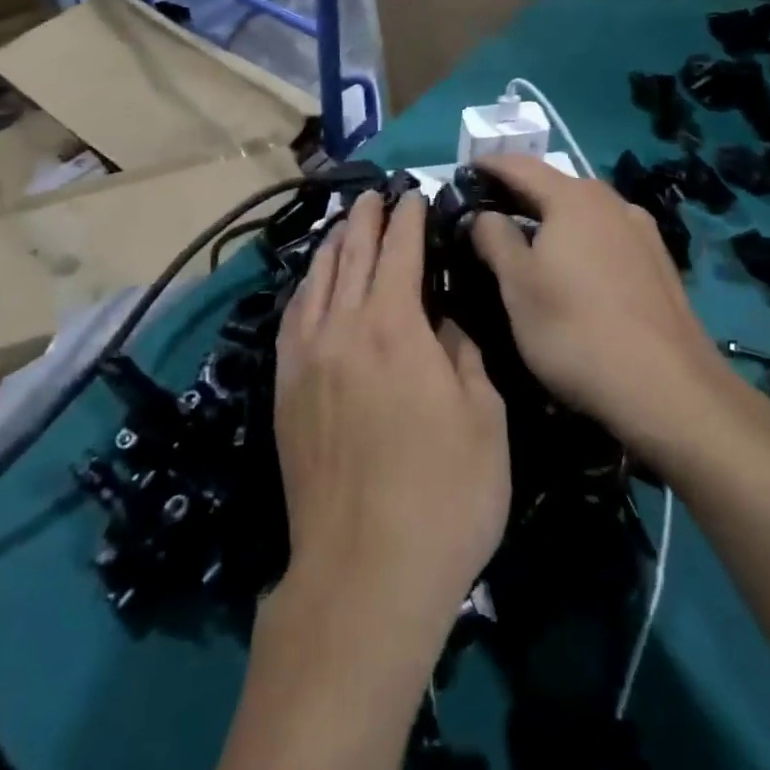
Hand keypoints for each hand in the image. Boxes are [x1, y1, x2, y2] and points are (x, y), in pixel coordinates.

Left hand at [273, 191, 508, 645]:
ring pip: (317, 281)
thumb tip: (445, 320)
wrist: (363, 574)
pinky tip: (311, 285)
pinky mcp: (286, 390)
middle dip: (367, 220)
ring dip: (334, 246)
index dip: (408, 220)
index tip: (413, 195)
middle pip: (352, 256)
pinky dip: (306, 289)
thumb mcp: (484, 420)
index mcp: (396, 328)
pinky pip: (293, 319)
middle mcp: (344, 328)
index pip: (400, 252)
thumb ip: (464, 354)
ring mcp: (307, 359)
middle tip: (376, 194)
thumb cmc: (443, 497)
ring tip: (346, 226)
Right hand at [471, 156, 769, 469]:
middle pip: (556, 186)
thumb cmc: (576, 329)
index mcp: (573, 198)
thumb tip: (484, 215)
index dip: (488, 166)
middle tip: (488, 213)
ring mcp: (642, 233)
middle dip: (520, 194)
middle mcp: (612, 203)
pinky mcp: (660, 265)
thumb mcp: (518, 285)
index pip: (520, 165)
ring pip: (585, 214)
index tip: (463, 173)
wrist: (668, 389)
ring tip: (528, 243)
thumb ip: (494, 238)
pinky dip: (581, 242)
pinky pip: (607, 238)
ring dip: (553, 220)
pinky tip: (575, 272)